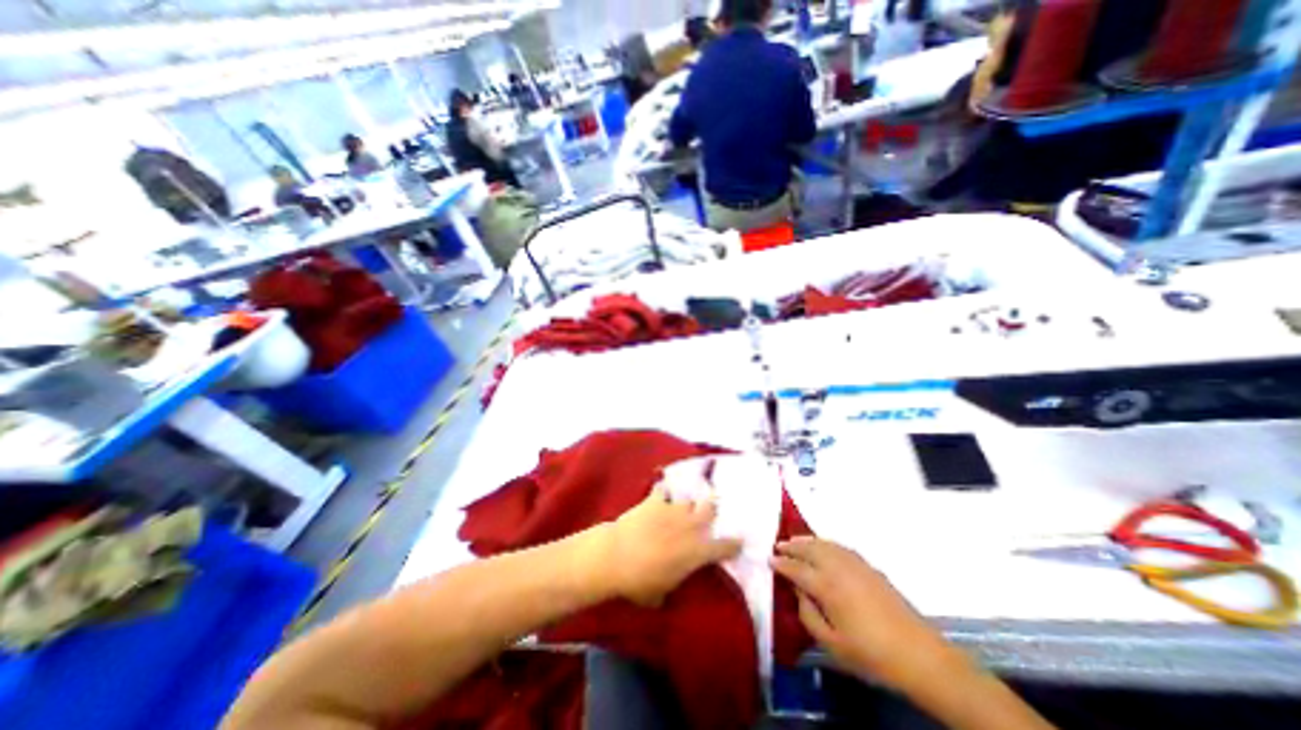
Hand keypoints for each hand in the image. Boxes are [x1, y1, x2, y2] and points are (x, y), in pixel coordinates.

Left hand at [591, 484, 742, 604]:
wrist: (617, 556)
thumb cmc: (641, 582)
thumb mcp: (663, 592)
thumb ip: (674, 582)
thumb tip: (669, 586)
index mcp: (698, 551)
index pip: (726, 546)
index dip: (734, 544)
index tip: (738, 542)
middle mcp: (691, 525)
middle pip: (710, 507)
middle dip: (710, 509)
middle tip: (707, 512)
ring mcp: (674, 509)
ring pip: (688, 498)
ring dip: (686, 503)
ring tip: (680, 506)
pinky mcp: (656, 500)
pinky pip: (663, 489)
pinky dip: (662, 492)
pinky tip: (659, 494)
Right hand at [764, 538, 958, 686]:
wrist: (919, 654)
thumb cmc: (871, 654)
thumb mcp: (832, 644)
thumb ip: (808, 615)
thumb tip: (797, 592)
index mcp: (826, 586)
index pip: (796, 569)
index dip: (781, 564)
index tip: (769, 560)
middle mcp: (838, 567)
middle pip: (809, 549)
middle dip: (792, 546)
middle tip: (778, 545)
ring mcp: (855, 564)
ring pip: (824, 544)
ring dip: (807, 541)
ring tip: (795, 541)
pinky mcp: (869, 566)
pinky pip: (839, 546)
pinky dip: (825, 543)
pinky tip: (823, 547)